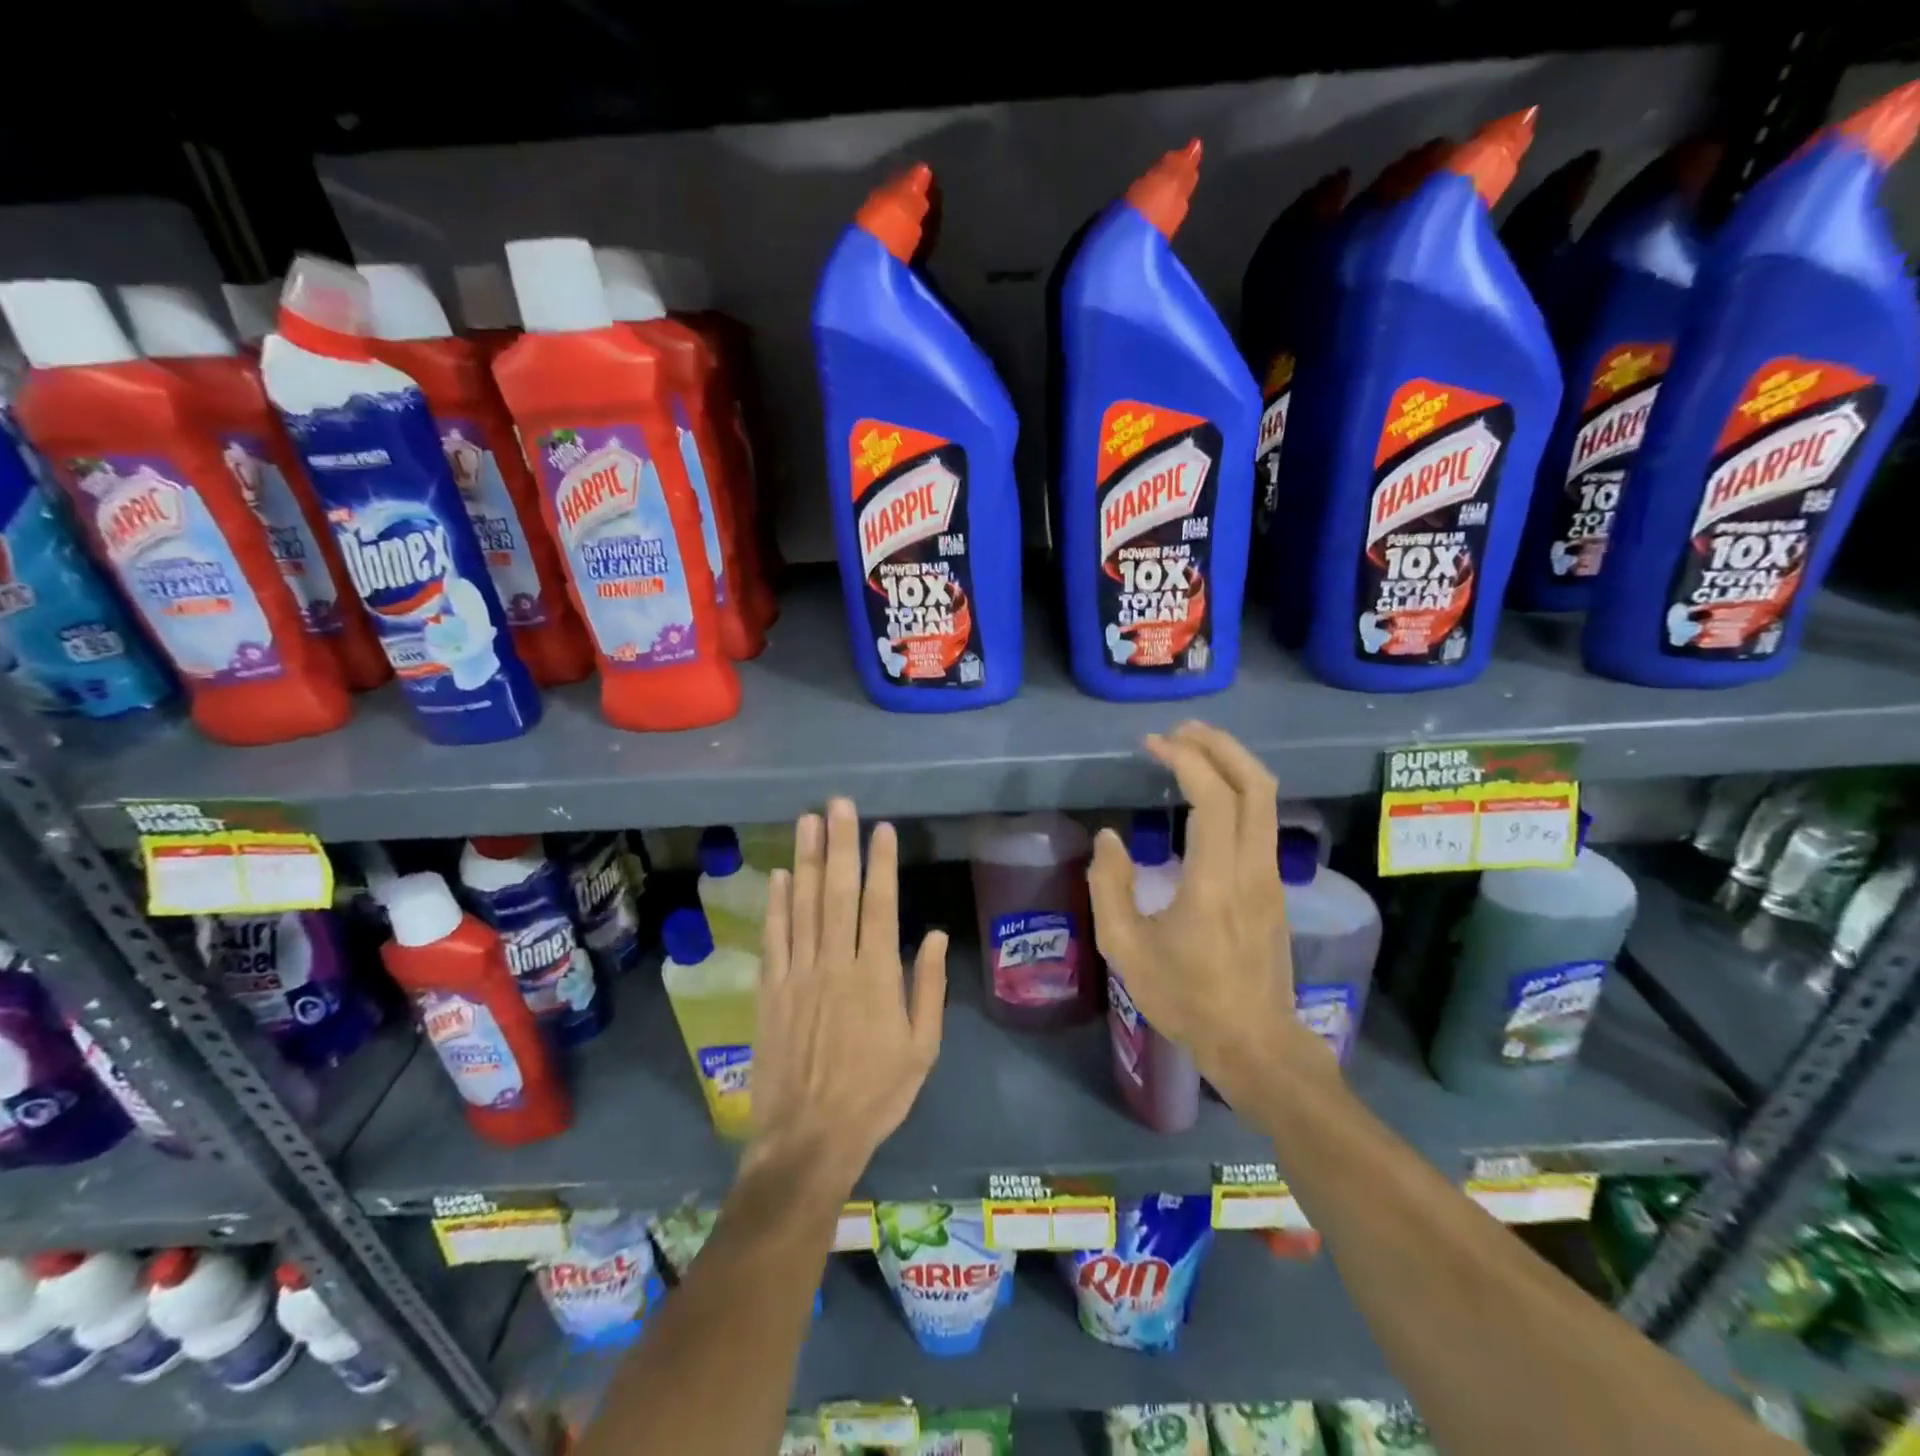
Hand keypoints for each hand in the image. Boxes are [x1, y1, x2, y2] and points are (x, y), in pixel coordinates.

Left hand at [747, 799, 947, 1195]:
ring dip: (805, 860)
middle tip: (838, 803)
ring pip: (802, 905)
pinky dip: (775, 904)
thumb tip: (932, 934)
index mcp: (876, 976)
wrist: (809, 1138)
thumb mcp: (922, 1049)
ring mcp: (798, 974)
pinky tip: (778, 875)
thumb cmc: (876, 1094)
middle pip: (837, 892)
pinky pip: (773, 938)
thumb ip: (928, 988)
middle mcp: (835, 963)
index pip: (879, 905)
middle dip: (839, 843)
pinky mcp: (770, 990)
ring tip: (807, 821)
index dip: (880, 863)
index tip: (881, 828)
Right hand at [1086, 722, 1330, 1101]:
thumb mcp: (1125, 949)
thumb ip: (1109, 886)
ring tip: (1193, 749)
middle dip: (1220, 745)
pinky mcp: (1274, 887)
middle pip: (1256, 784)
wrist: (1254, 1043)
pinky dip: (1238, 790)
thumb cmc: (1186, 999)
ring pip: (1266, 800)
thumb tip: (1109, 838)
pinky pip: (1263, 820)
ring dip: (1233, 764)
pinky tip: (1209, 795)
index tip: (1153, 744)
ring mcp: (1271, 877)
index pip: (1214, 798)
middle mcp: (1252, 868)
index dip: (1185, 759)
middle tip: (1180, 731)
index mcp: (1215, 880)